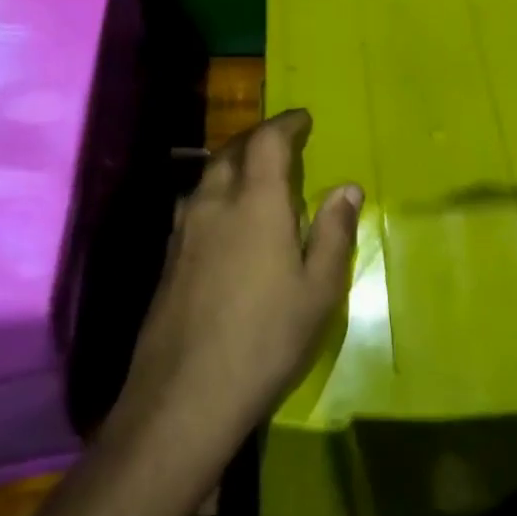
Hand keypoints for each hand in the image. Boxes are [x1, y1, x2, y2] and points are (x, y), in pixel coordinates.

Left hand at [108, 110, 360, 463]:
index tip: (304, 118)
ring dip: (233, 161)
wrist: (184, 396)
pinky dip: (216, 191)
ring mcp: (184, 232)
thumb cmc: (266, 339)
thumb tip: (347, 188)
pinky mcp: (169, 259)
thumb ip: (333, 232)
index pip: (267, 141)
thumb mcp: (318, 290)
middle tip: (282, 140)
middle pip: (231, 151)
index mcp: (255, 203)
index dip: (287, 123)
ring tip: (255, 172)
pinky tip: (227, 217)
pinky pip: (195, 204)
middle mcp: (214, 204)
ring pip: (208, 176)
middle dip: (258, 137)